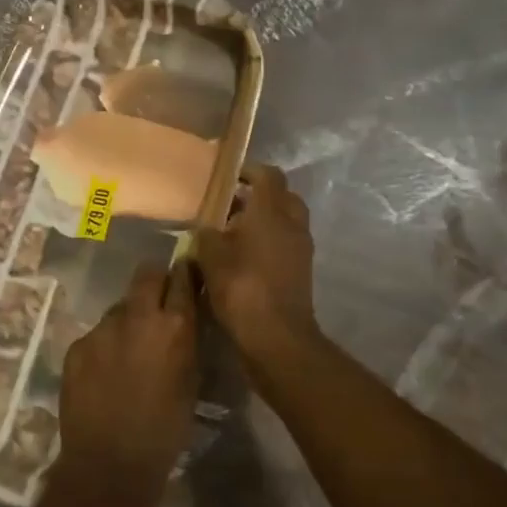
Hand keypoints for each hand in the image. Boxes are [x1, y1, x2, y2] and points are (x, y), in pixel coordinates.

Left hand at [54, 261, 199, 506]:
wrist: (109, 463)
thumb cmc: (164, 431)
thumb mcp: (190, 382)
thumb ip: (187, 342)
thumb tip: (184, 318)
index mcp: (174, 327)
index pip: (182, 278)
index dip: (185, 273)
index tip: (186, 273)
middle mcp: (137, 317)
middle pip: (146, 276)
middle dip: (154, 282)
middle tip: (158, 302)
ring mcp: (102, 329)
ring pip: (119, 308)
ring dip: (128, 319)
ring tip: (129, 349)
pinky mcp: (77, 345)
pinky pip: (96, 334)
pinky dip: (105, 345)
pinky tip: (106, 372)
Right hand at [194, 164, 319, 369]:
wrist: (276, 336)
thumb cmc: (242, 288)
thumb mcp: (211, 256)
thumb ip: (206, 234)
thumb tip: (206, 228)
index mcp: (271, 211)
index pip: (268, 175)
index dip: (248, 170)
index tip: (228, 175)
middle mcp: (292, 224)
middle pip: (281, 196)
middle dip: (258, 196)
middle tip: (230, 204)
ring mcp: (301, 249)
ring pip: (285, 221)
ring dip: (263, 221)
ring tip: (231, 233)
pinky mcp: (301, 271)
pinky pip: (285, 244)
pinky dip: (268, 243)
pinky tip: (243, 257)